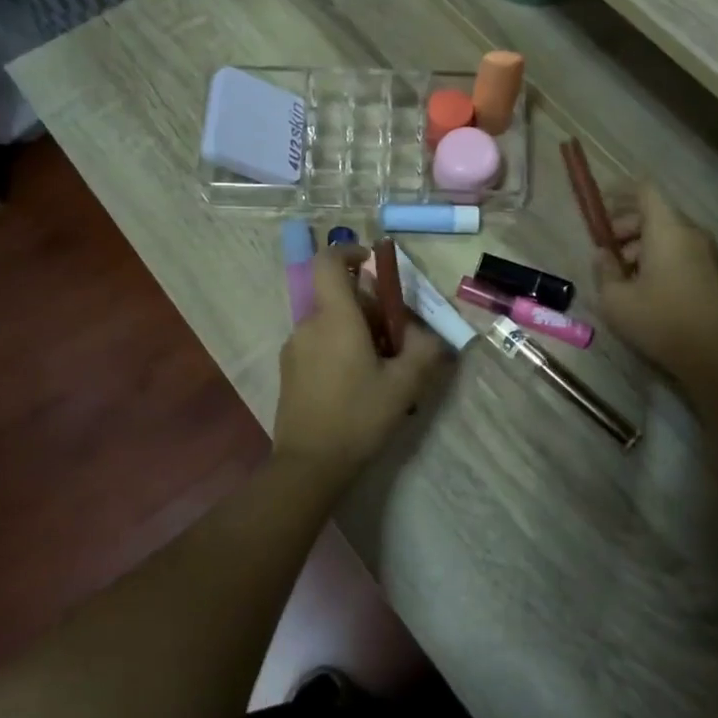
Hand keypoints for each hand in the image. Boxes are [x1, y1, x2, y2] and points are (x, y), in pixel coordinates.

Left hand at [273, 246, 446, 483]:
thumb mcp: (404, 385)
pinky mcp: (289, 370)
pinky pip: (318, 343)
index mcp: (335, 318)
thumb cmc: (358, 417)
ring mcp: (294, 348)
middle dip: (369, 306)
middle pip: (338, 296)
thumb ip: (423, 350)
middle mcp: (309, 324)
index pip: (329, 262)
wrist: (309, 464)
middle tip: (395, 338)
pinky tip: (357, 384)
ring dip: (356, 330)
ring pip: (330, 322)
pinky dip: (339, 348)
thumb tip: (427, 333)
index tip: (373, 264)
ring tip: (380, 367)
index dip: (349, 252)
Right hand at [597, 186, 717, 384]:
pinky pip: (684, 253)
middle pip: (657, 214)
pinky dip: (663, 259)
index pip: (645, 191)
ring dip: (644, 246)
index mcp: (667, 230)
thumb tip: (603, 254)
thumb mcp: (615, 299)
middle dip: (627, 226)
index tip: (601, 205)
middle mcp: (692, 233)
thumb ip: (604, 270)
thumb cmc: (659, 320)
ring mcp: (709, 254)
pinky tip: (648, 289)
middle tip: (607, 250)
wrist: (714, 356)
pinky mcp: (717, 275)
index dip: (620, 191)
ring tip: (624, 275)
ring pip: (670, 236)